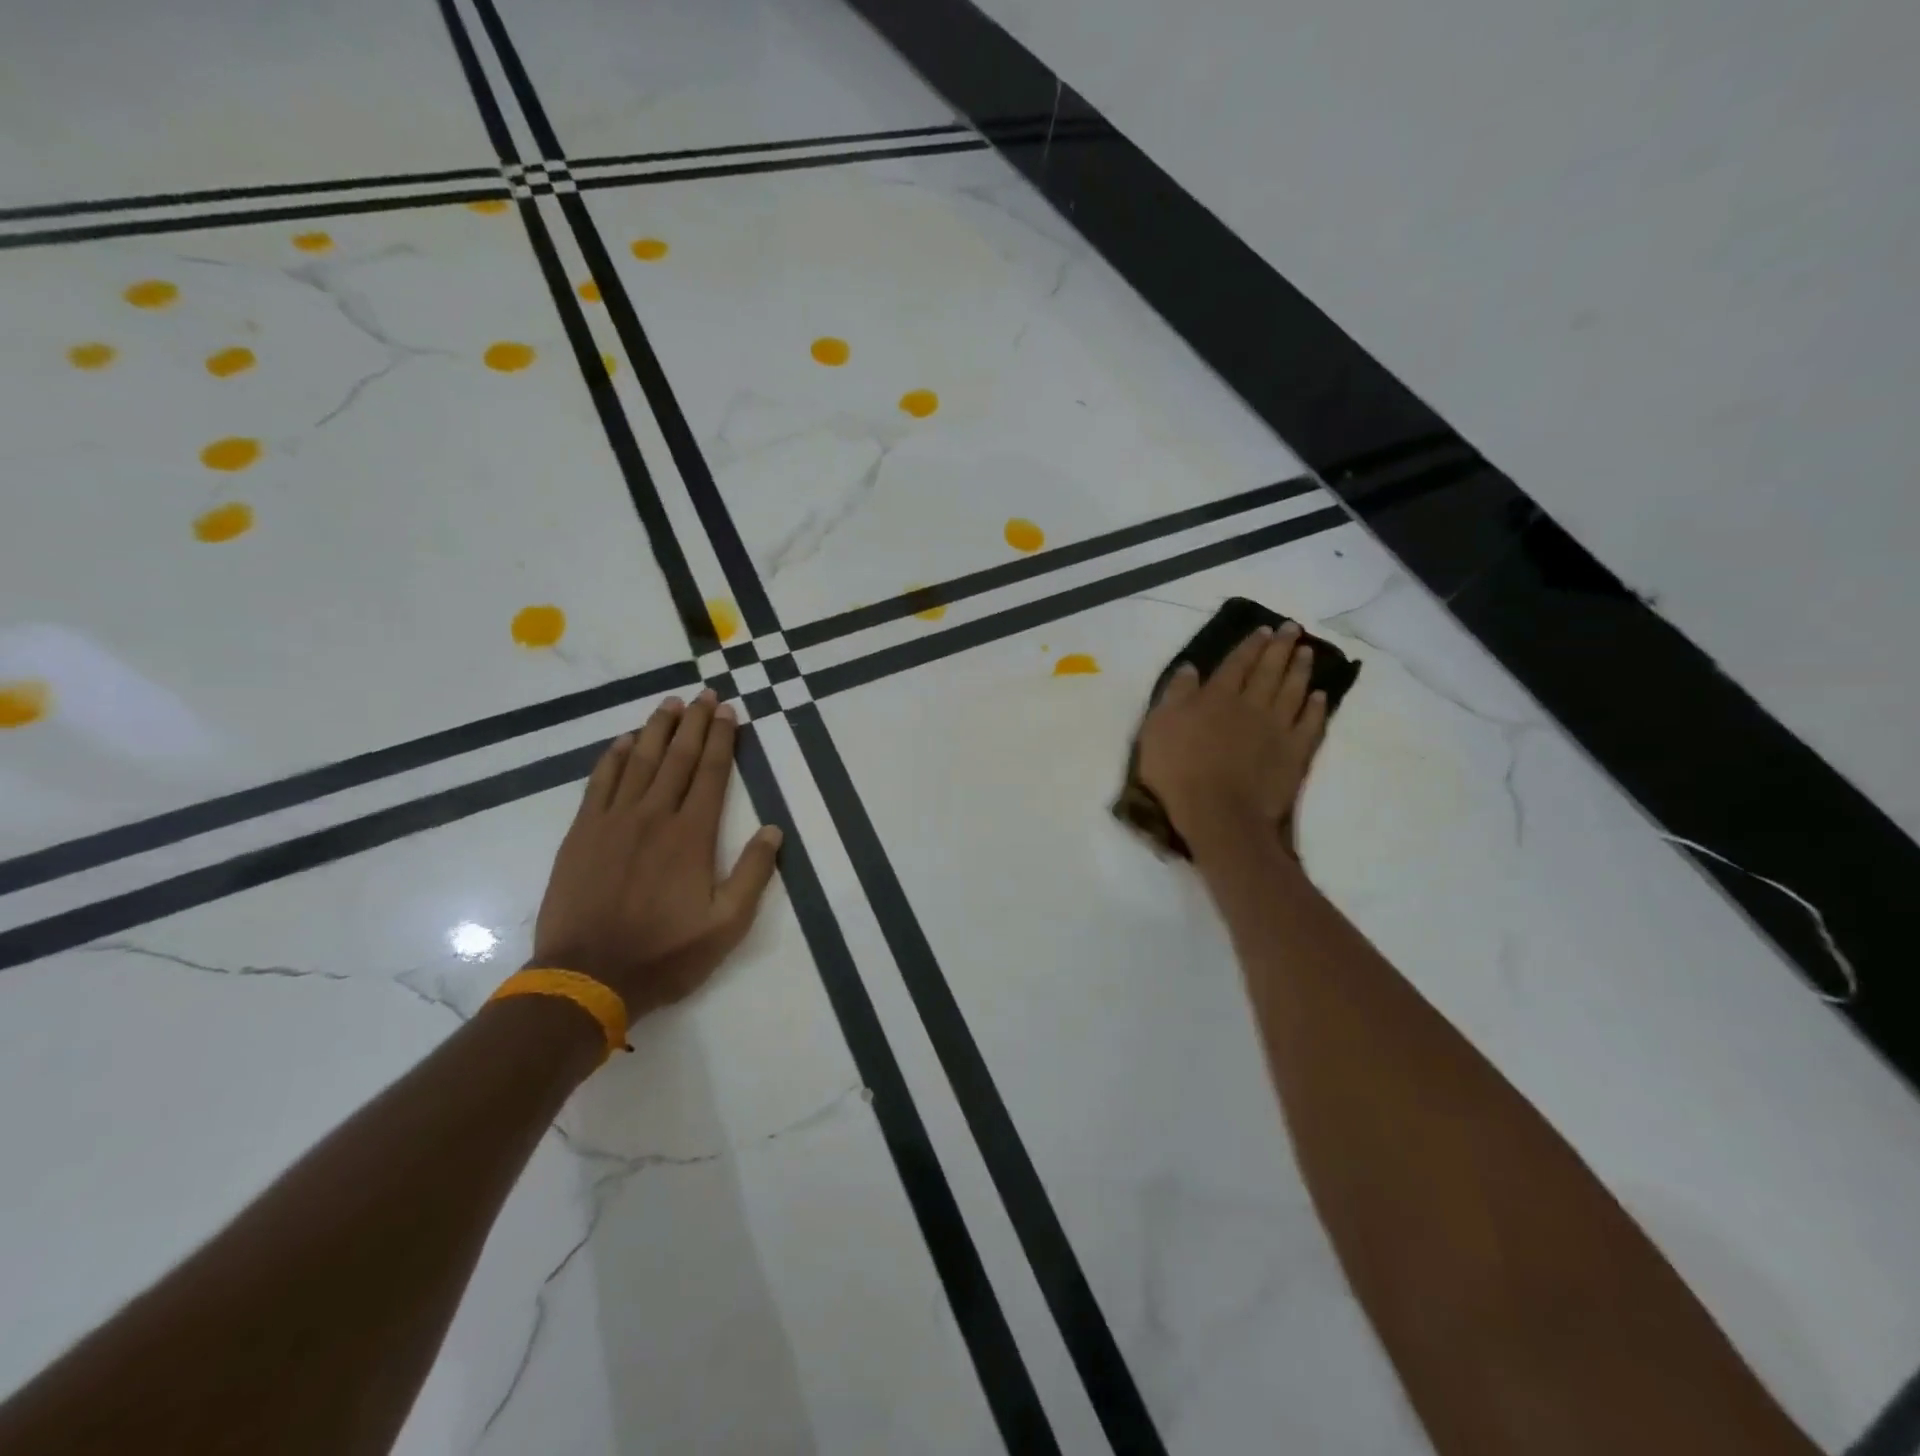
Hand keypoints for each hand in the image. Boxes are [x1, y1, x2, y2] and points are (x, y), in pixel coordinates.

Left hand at [530, 691, 783, 1021]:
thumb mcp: (726, 926)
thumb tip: (773, 830)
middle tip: (705, 694)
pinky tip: (622, 741)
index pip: (712, 773)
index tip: (730, 712)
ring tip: (671, 704)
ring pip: (638, 761)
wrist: (586, 977)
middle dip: (695, 723)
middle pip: (678, 757)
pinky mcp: (582, 833)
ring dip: (657, 729)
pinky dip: (612, 757)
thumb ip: (753, 874)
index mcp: (692, 836)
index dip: (723, 739)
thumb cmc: (664, 954)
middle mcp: (654, 816)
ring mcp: (613, 821)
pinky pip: (600, 782)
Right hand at [1136, 623, 1328, 855]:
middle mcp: (1251, 704)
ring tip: (1307, 652)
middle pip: (1269, 670)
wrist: (1218, 812)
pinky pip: (1310, 724)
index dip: (1250, 645)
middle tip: (1293, 628)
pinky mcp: (1295, 752)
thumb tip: (1191, 668)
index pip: (1237, 663)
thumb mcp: (1159, 727)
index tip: (1264, 630)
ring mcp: (1277, 728)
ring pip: (1293, 690)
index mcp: (1217, 696)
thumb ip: (1176, 694)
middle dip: (1281, 647)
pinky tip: (1319, 697)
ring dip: (1300, 669)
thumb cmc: (1178, 770)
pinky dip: (1316, 708)